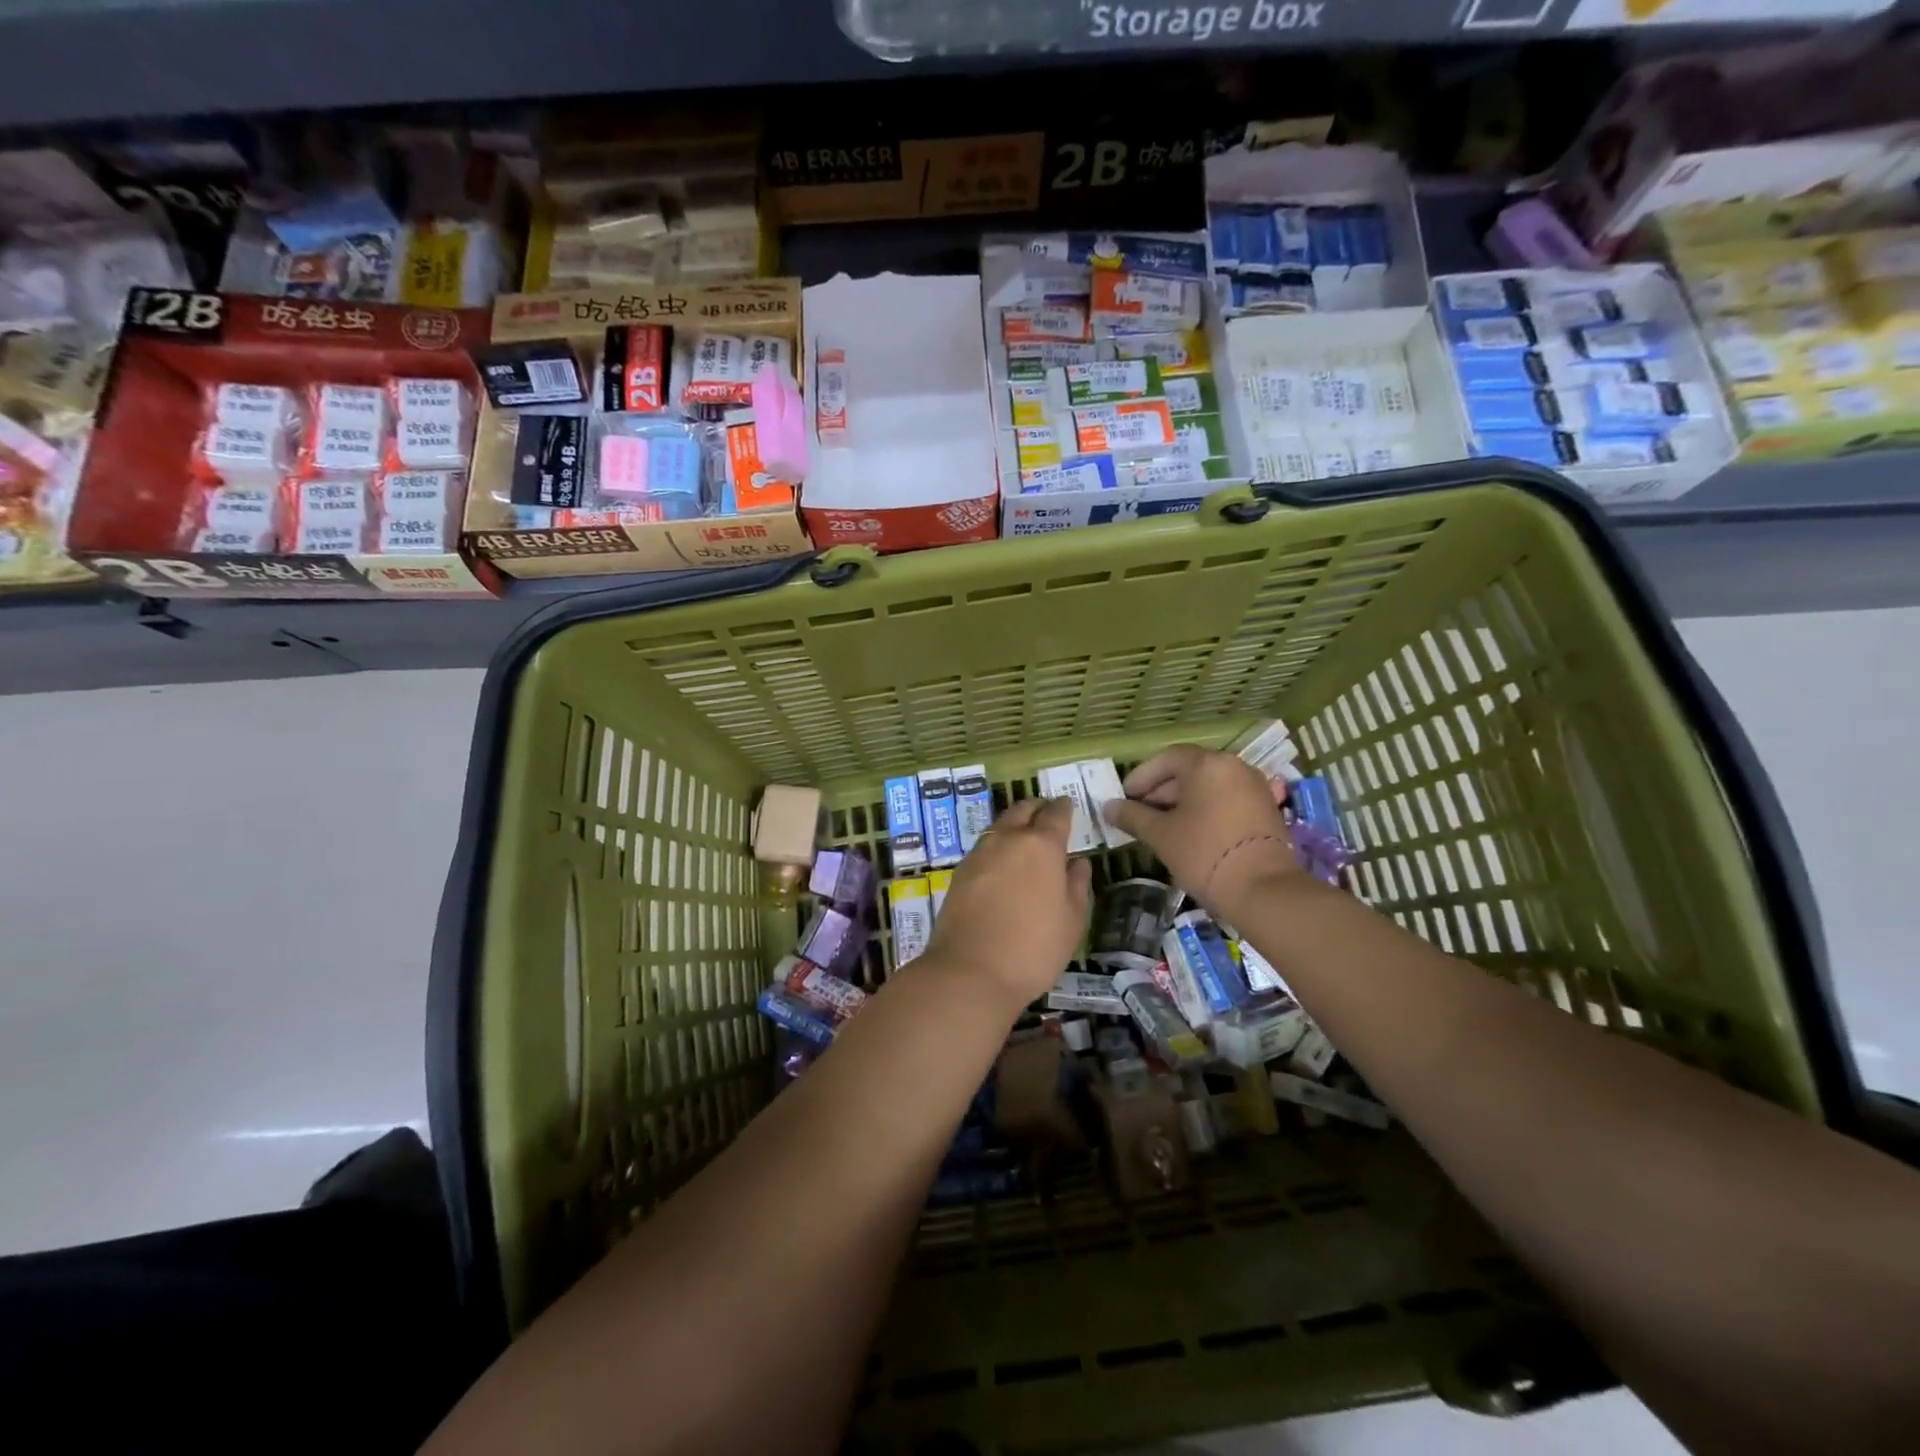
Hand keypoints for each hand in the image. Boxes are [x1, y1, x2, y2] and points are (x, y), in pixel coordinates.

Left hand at [925, 797, 1091, 1011]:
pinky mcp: (960, 872)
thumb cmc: (1034, 948)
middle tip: (1046, 815)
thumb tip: (1077, 862)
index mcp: (1041, 845)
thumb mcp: (1072, 920)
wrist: (971, 971)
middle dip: (1037, 808)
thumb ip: (1077, 885)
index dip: (1064, 807)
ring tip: (1025, 841)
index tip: (1068, 806)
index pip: (1056, 813)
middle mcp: (1008, 839)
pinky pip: (984, 847)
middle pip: (1023, 809)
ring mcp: (979, 854)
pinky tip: (1003, 865)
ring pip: (1000, 826)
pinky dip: (997, 847)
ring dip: (1014, 825)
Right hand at [1102, 744, 1297, 913]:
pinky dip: (1206, 809)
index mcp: (1207, 764)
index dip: (1141, 777)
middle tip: (1139, 812)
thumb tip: (1108, 807)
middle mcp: (1234, 766)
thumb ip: (1132, 816)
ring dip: (1183, 801)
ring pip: (1209, 786)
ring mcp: (1254, 787)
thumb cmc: (1204, 853)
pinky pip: (1227, 799)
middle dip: (1161, 789)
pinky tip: (1191, 832)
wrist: (1263, 890)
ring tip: (1162, 825)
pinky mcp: (1266, 809)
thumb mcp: (1161, 835)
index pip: (1166, 759)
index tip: (1124, 797)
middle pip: (1190, 769)